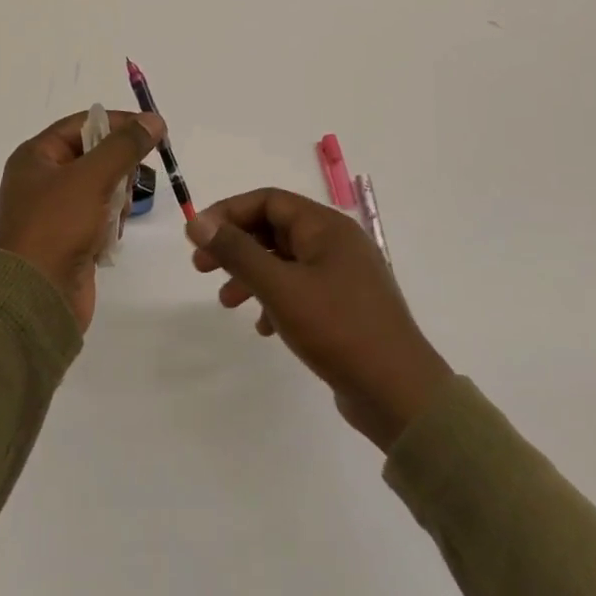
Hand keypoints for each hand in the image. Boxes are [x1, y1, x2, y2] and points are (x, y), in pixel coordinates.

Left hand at [0, 109, 163, 330]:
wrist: (36, 298)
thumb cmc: (57, 227)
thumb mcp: (91, 178)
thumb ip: (125, 146)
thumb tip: (154, 120)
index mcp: (35, 157)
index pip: (82, 124)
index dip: (118, 123)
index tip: (153, 131)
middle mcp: (41, 179)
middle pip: (94, 156)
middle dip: (118, 169)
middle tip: (129, 184)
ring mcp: (54, 211)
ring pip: (101, 187)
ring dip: (116, 199)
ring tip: (114, 216)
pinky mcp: (68, 238)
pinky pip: (99, 216)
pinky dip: (110, 223)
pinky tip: (110, 237)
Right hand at [187, 188, 452, 450]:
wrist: (400, 395)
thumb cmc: (338, 330)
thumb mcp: (280, 288)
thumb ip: (237, 252)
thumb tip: (196, 221)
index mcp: (326, 227)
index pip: (268, 201)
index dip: (228, 212)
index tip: (196, 235)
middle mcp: (336, 243)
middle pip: (274, 229)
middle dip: (236, 245)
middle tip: (201, 267)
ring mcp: (343, 275)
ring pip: (285, 261)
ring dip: (251, 275)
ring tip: (226, 302)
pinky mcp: (345, 306)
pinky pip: (300, 289)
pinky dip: (275, 299)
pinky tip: (263, 327)